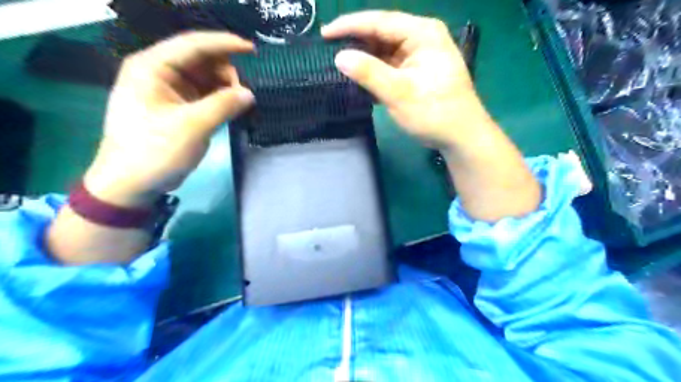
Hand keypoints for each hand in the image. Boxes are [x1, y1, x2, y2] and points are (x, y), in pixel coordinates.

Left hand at [86, 32, 255, 206]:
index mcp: (152, 68)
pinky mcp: (176, 107)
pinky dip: (219, 99)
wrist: (132, 183)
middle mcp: (158, 73)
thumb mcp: (191, 127)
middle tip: (242, 96)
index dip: (225, 44)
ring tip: (237, 106)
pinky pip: (203, 94)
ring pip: (204, 78)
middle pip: (200, 60)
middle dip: (225, 73)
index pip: (193, 45)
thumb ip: (223, 106)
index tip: (252, 50)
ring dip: (224, 88)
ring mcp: (167, 90)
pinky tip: (229, 110)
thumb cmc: (155, 152)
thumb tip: (249, 94)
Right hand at [324, 10, 543, 220]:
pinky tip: (359, 80)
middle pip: (381, 34)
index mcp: (422, 34)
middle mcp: (421, 38)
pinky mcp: (415, 72)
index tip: (325, 34)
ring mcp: (419, 56)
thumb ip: (369, 73)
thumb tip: (339, 57)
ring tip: (339, 66)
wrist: (460, 137)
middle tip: (328, 51)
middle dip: (356, 43)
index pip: (380, 21)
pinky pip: (389, 66)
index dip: (350, 25)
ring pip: (383, 51)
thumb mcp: (400, 93)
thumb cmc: (435, 113)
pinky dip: (374, 73)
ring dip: (364, 60)